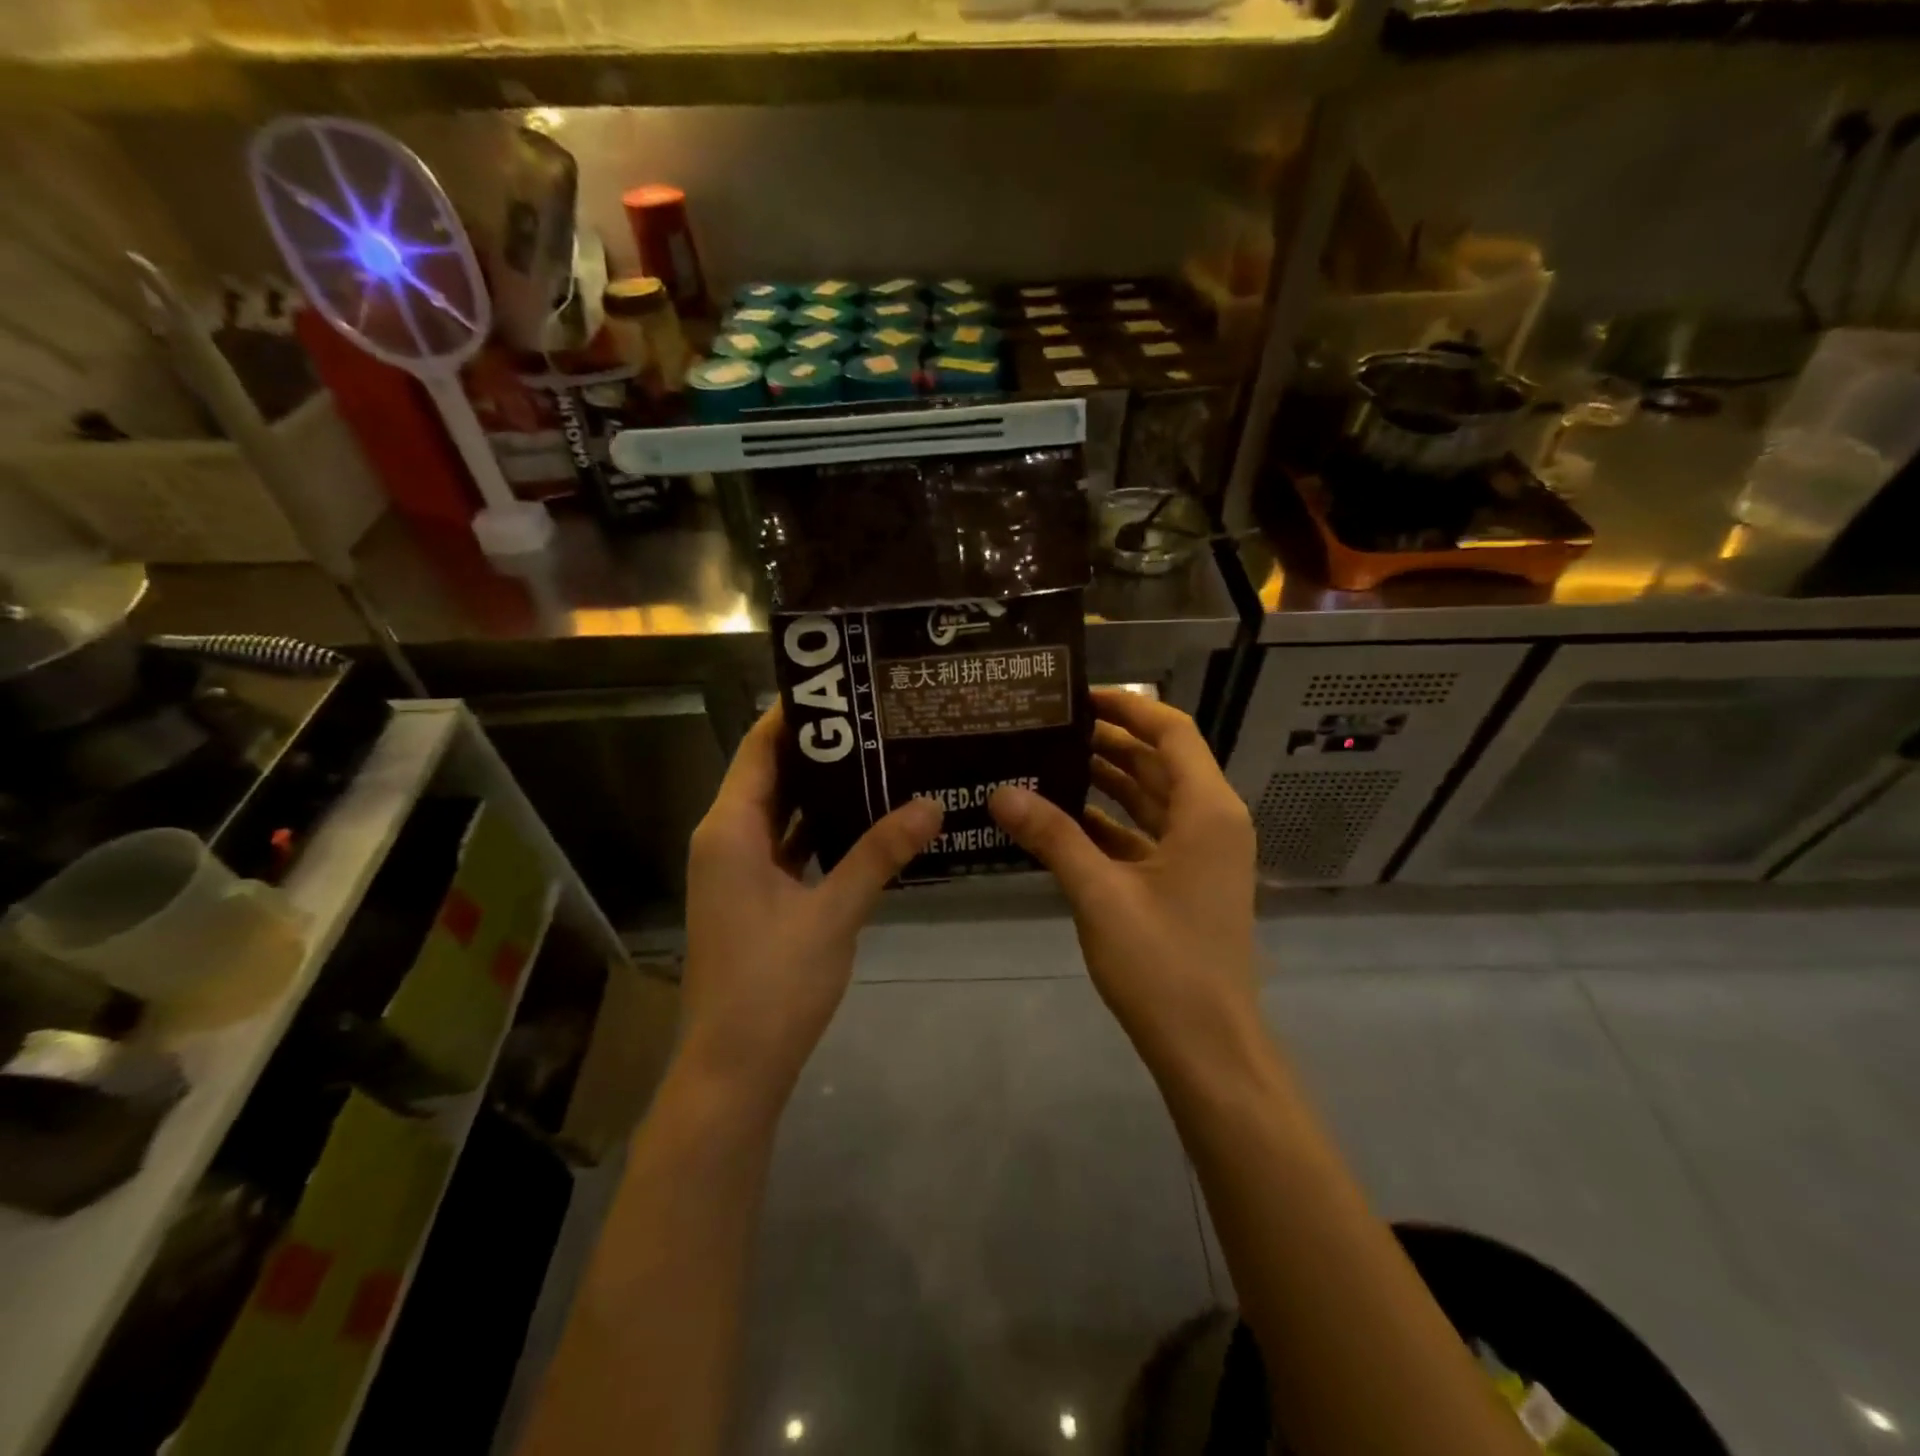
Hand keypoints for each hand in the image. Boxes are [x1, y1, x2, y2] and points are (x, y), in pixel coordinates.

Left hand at [681, 705, 943, 1113]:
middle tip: (877, 719)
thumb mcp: (834, 912)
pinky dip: (820, 828)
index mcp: (730, 829)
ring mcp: (738, 869)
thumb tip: (931, 804)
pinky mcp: (753, 895)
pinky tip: (866, 818)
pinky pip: (787, 845)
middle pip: (771, 774)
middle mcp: (726, 838)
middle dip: (820, 747)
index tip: (844, 685)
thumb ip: (880, 853)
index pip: (759, 747)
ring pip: (781, 811)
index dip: (795, 713)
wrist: (734, 1068)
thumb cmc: (774, 984)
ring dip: (822, 788)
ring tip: (879, 756)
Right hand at [989, 690, 1258, 1076]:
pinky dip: (1110, 822)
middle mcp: (1211, 822)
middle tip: (1049, 726)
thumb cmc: (1163, 963)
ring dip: (1108, 779)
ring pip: (1152, 799)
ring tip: (1049, 759)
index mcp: (1207, 810)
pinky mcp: (1184, 882)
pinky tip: (1062, 818)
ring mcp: (1200, 854)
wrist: (1208, 1046)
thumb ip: (1052, 837)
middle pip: (1160, 762)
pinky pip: (1145, 835)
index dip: (1128, 707)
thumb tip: (1000, 791)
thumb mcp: (1100, 894)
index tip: (1078, 696)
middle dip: (1109, 741)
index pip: (1172, 732)